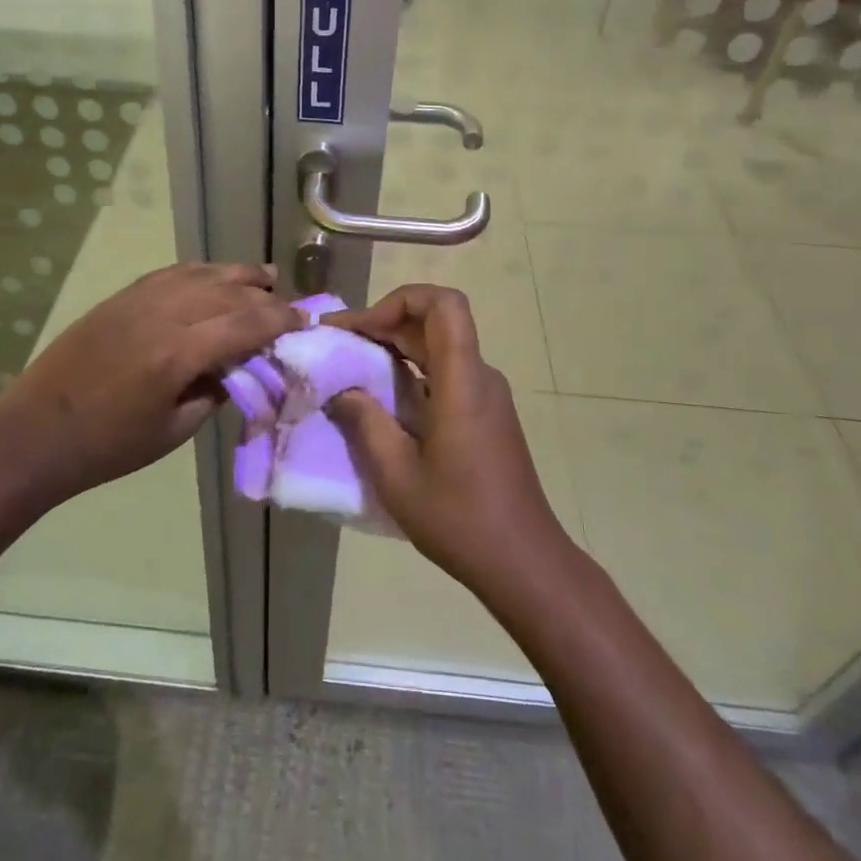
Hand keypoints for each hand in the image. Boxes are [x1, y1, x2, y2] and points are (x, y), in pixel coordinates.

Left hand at [0, 262, 301, 505]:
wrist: (36, 432)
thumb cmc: (108, 445)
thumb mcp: (173, 430)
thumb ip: (214, 392)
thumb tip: (241, 367)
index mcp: (178, 353)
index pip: (246, 324)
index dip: (281, 321)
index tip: (306, 322)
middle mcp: (163, 314)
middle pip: (229, 292)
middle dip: (266, 297)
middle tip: (289, 307)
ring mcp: (139, 299)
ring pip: (202, 274)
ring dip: (238, 275)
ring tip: (265, 277)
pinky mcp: (121, 297)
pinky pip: (172, 273)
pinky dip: (201, 272)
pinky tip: (214, 277)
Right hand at [325, 284, 572, 597]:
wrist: (523, 561)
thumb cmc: (459, 518)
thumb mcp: (396, 474)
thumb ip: (365, 421)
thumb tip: (341, 388)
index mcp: (462, 381)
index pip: (444, 304)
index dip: (400, 300)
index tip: (362, 328)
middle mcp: (479, 376)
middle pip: (435, 321)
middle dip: (384, 322)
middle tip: (336, 342)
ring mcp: (486, 395)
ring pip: (439, 346)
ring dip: (395, 346)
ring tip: (350, 365)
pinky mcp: (485, 414)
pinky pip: (445, 372)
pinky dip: (410, 371)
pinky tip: (382, 398)